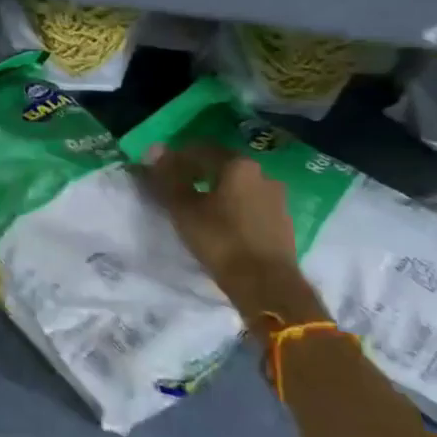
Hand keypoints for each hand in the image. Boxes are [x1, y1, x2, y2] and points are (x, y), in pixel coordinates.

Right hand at [141, 143, 320, 322]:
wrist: (267, 286)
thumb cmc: (221, 241)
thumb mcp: (184, 209)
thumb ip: (168, 177)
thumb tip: (154, 151)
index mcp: (237, 164)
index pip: (199, 150)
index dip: (175, 158)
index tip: (160, 173)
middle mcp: (261, 173)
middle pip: (221, 165)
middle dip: (197, 173)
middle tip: (177, 188)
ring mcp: (276, 197)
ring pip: (238, 185)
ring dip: (217, 190)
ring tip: (199, 207)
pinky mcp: (283, 221)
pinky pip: (251, 204)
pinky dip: (234, 207)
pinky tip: (222, 222)